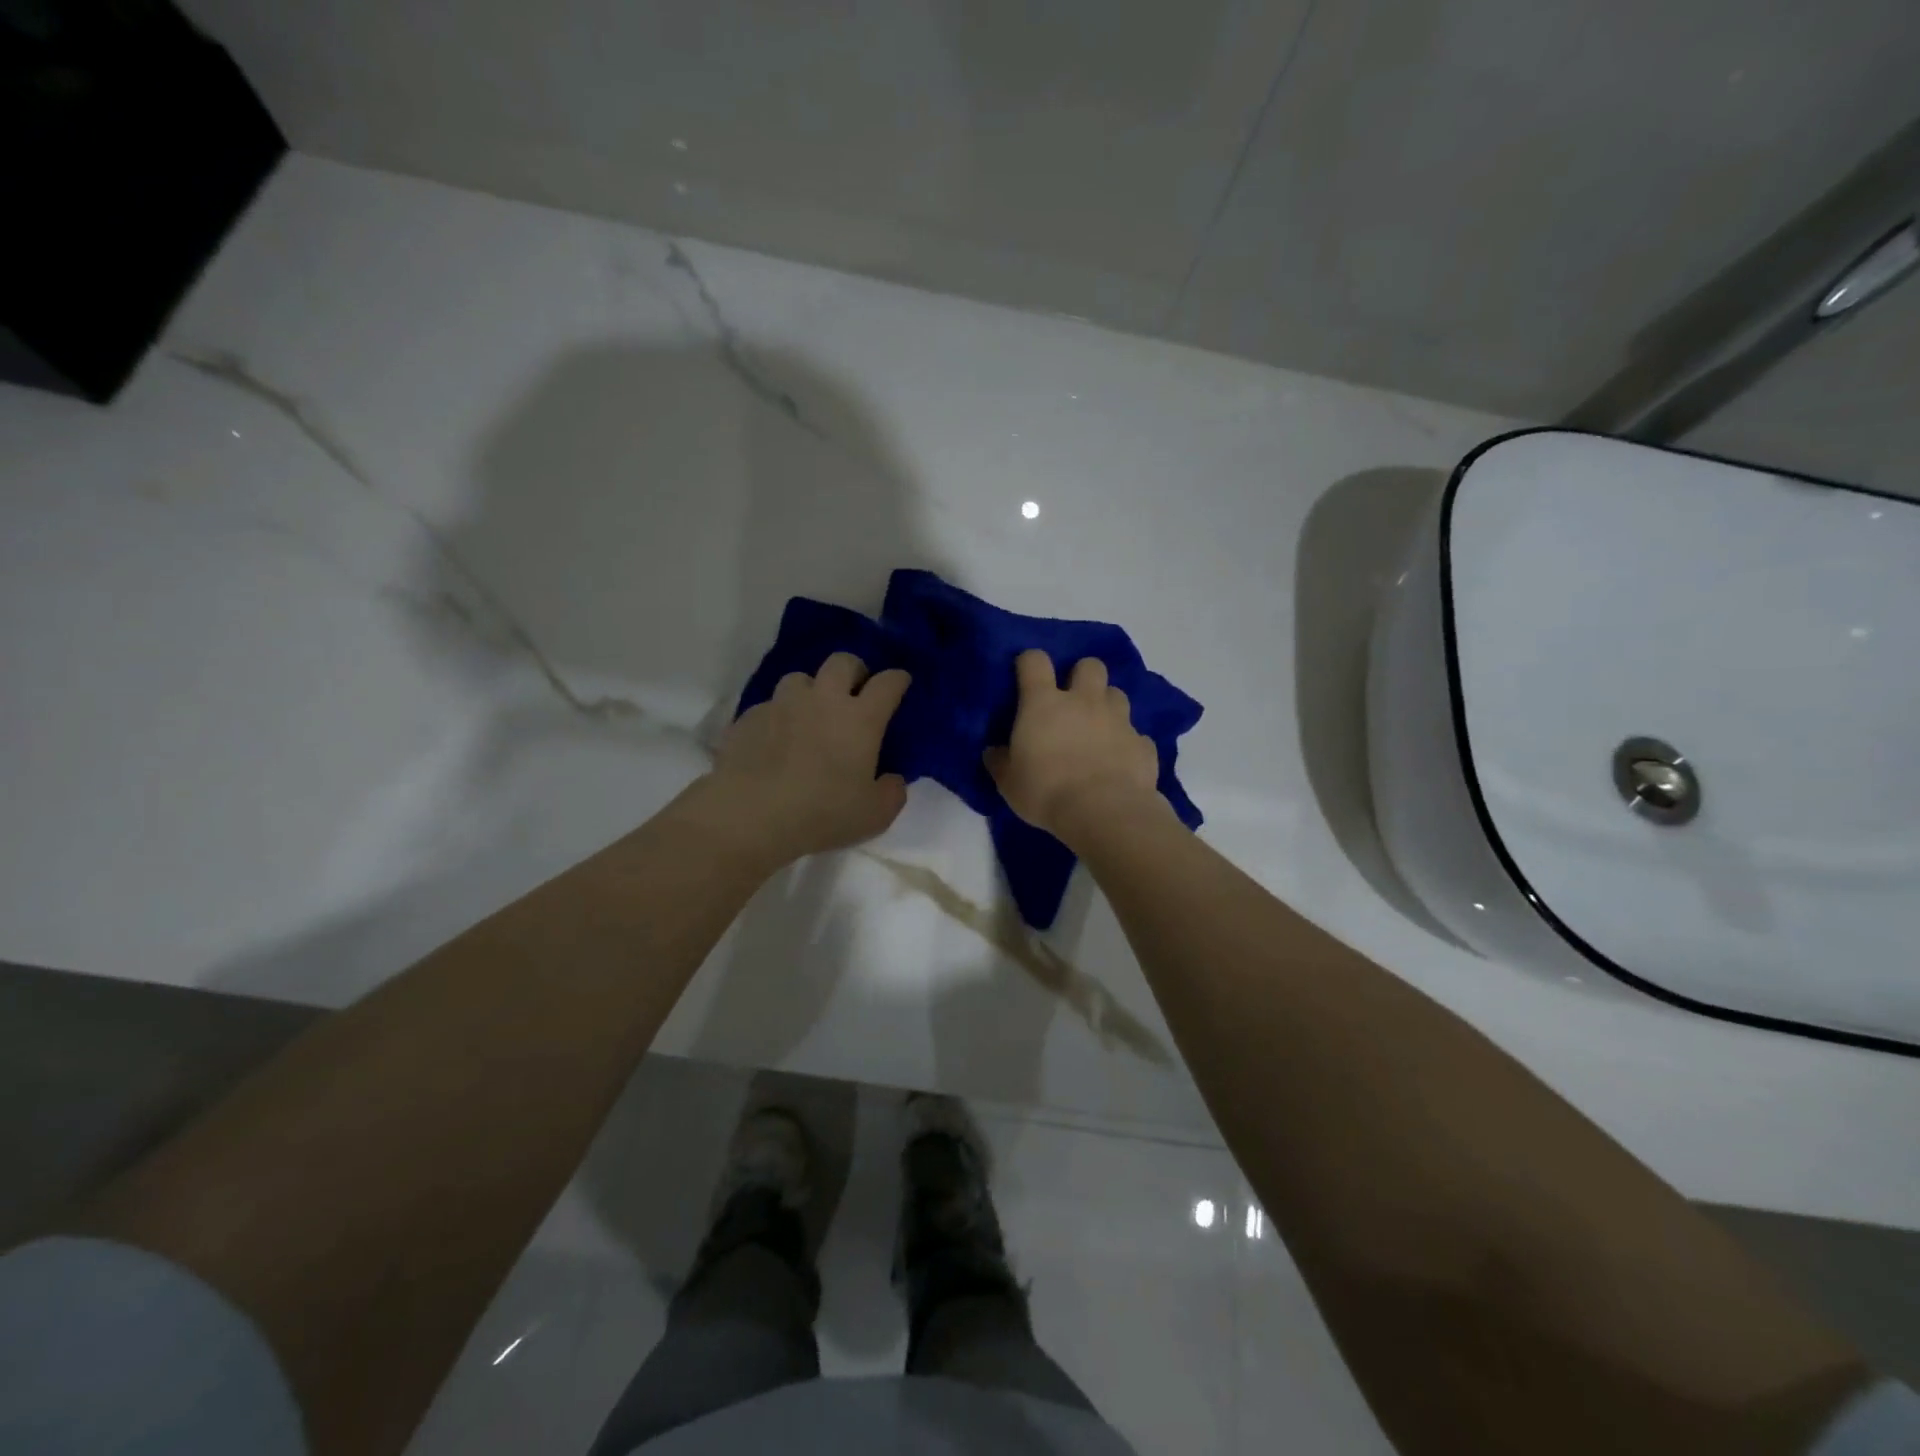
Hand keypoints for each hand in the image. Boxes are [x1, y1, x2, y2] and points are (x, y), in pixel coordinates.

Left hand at [697, 652, 910, 868]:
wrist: (749, 816)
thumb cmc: (821, 814)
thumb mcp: (874, 815)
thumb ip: (892, 792)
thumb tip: (892, 779)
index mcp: (860, 719)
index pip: (887, 683)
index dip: (898, 680)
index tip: (901, 683)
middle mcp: (822, 699)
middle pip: (842, 662)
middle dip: (854, 670)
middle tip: (855, 692)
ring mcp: (781, 704)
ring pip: (800, 678)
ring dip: (811, 690)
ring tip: (810, 714)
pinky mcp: (748, 717)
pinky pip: (769, 706)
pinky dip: (779, 717)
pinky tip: (775, 741)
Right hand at [985, 649, 1168, 843]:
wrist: (1104, 813)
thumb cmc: (1046, 792)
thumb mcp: (1009, 782)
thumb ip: (1000, 761)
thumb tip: (994, 751)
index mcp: (1044, 703)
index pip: (1035, 661)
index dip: (1029, 662)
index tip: (1026, 676)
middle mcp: (1084, 701)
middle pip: (1089, 665)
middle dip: (1082, 675)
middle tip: (1073, 700)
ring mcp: (1118, 720)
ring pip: (1117, 694)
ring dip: (1107, 705)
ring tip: (1099, 729)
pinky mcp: (1143, 744)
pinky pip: (1136, 735)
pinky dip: (1127, 743)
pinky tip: (1120, 762)